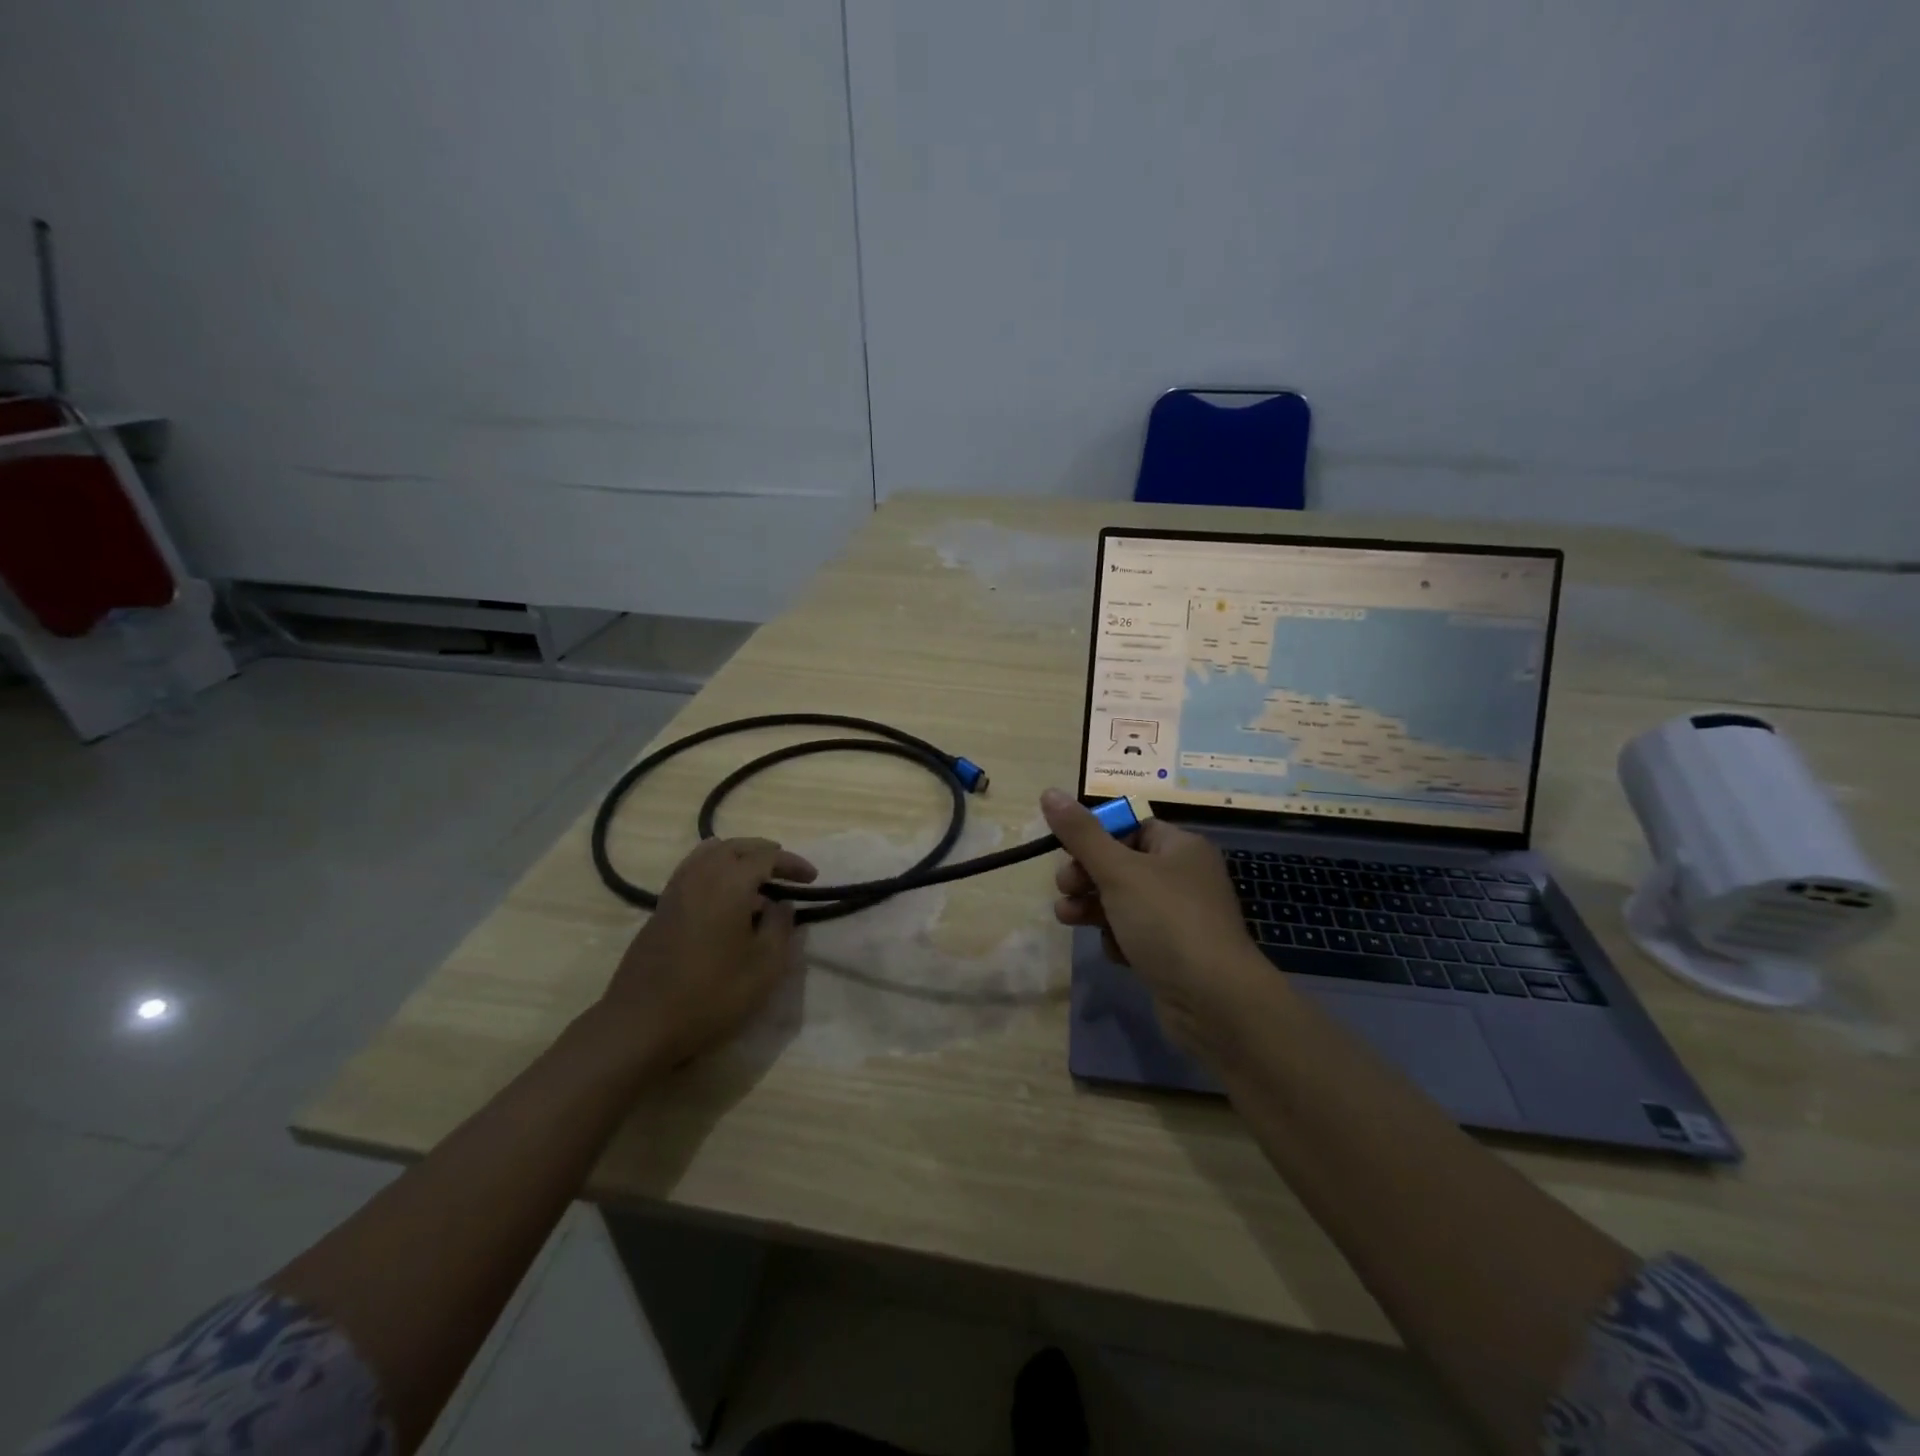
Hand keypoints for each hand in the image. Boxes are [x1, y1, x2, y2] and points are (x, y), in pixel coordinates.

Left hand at [595, 837, 816, 1072]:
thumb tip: (781, 904)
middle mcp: (700, 875)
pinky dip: (715, 871)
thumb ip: (780, 927)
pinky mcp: (660, 909)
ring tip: (755, 878)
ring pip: (709, 854)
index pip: (767, 856)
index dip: (792, 863)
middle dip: (764, 852)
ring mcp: (675, 890)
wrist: (641, 1023)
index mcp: (729, 882)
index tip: (812, 878)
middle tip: (785, 870)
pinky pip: (692, 871)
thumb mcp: (765, 966)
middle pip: (735, 846)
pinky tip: (724, 899)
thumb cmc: (712, 993)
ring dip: (736, 857)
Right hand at [1041, 788, 1277, 1056]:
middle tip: (1065, 888)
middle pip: (1121, 864)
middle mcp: (1183, 876)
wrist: (1215, 1001)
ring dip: (1092, 907)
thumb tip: (1049, 792)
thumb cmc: (1167, 922)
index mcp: (1180, 847)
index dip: (1095, 837)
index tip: (1065, 852)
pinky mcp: (1173, 952)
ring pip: (1122, 901)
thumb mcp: (1118, 871)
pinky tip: (1115, 950)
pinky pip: (1135, 933)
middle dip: (1086, 875)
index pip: (1130, 827)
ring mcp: (1180, 916)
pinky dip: (1118, 938)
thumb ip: (1081, 834)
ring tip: (1067, 918)